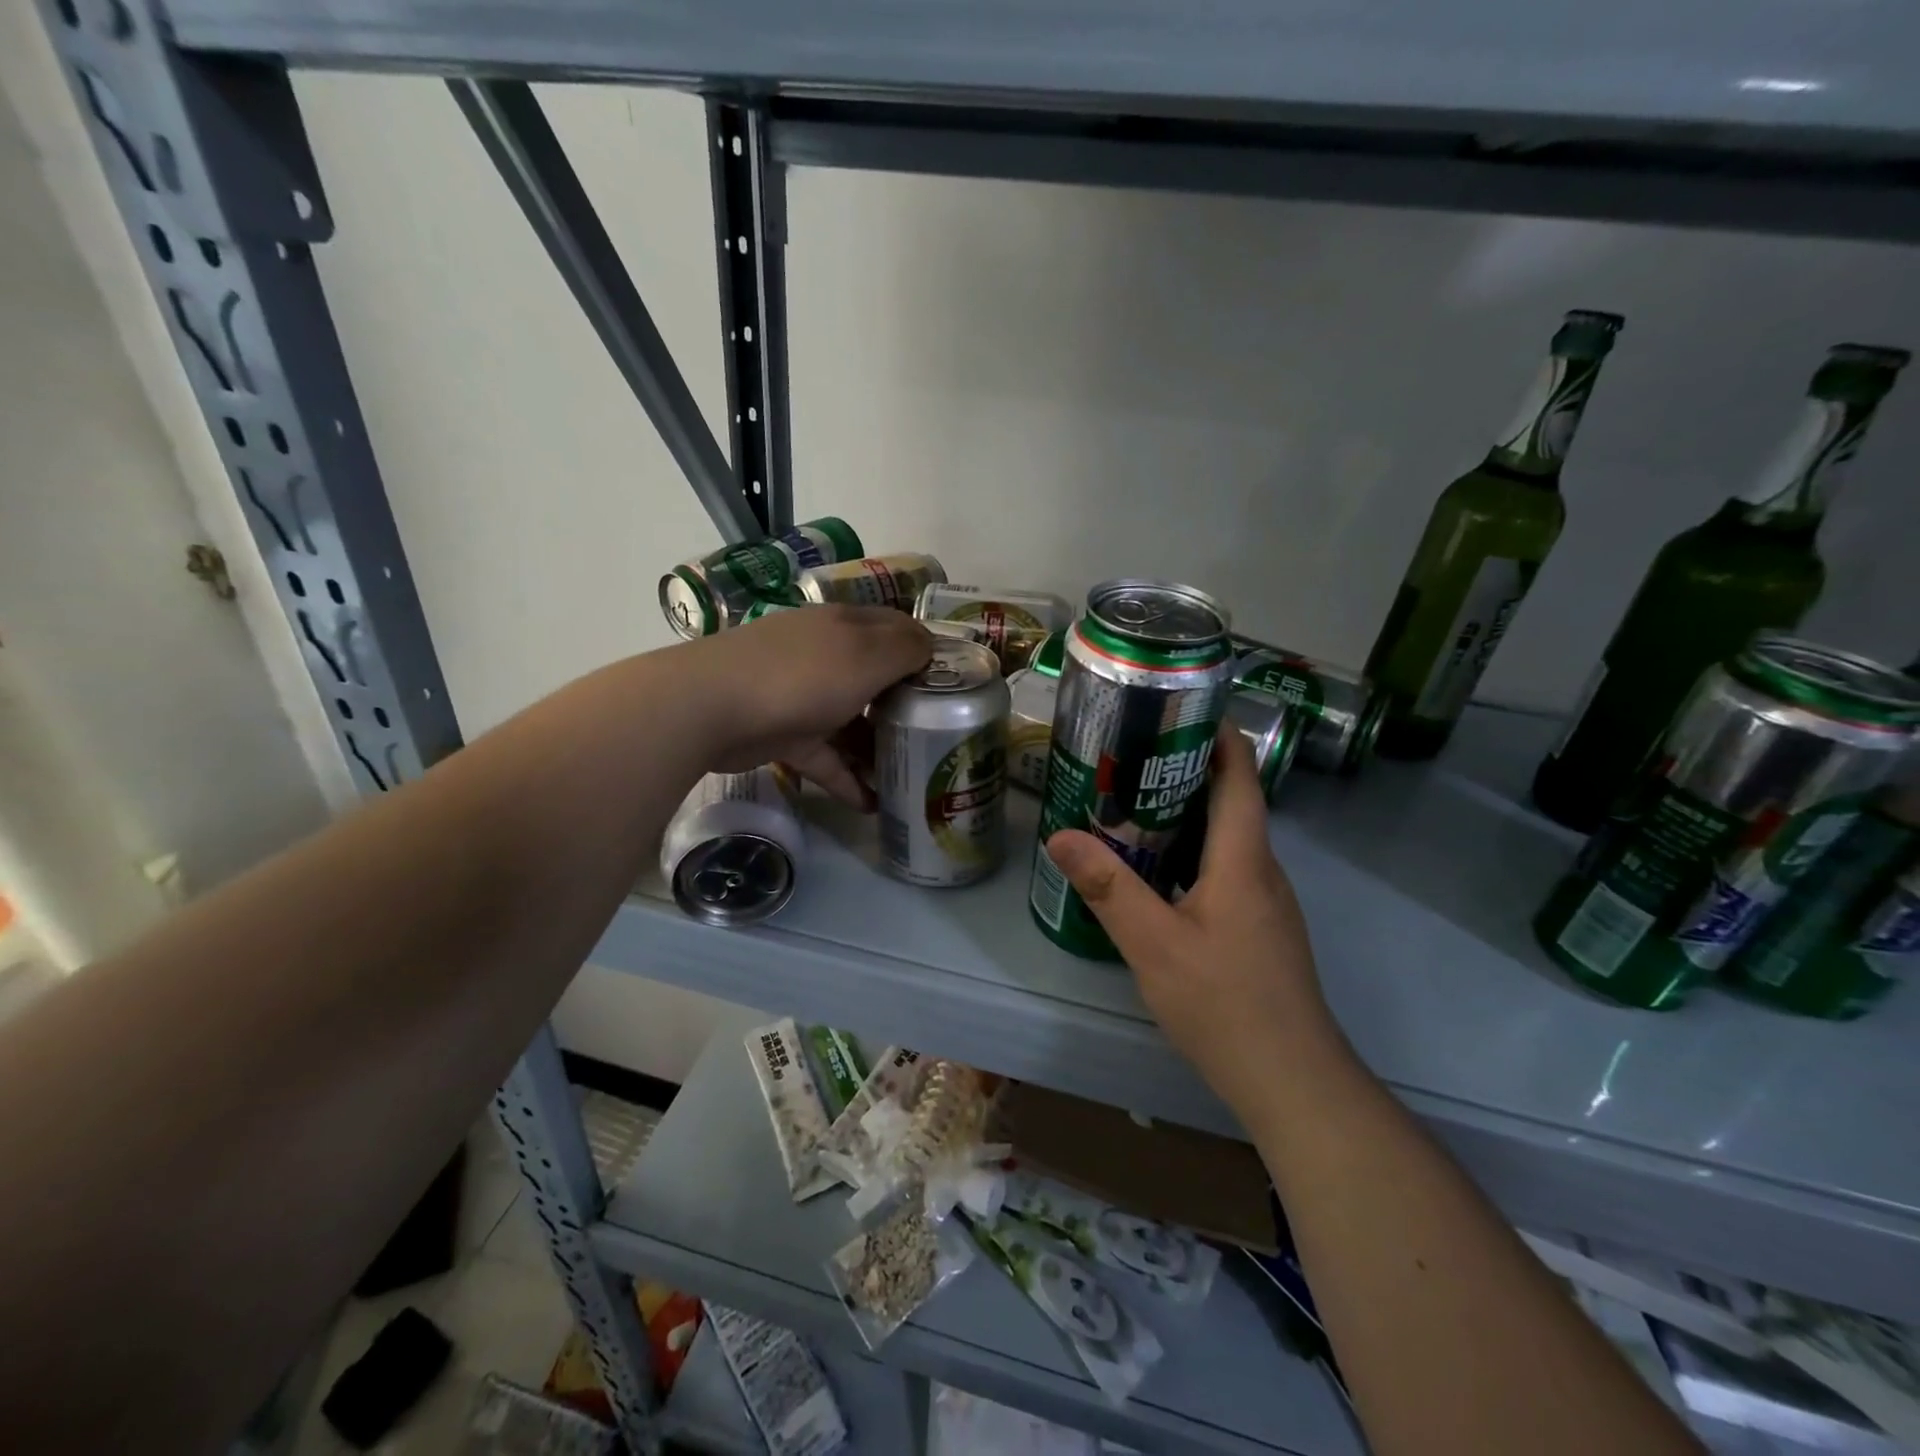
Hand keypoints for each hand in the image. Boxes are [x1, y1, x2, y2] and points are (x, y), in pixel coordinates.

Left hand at [677, 605, 931, 805]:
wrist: (713, 707)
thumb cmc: (803, 675)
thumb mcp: (867, 655)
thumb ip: (906, 648)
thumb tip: (928, 647)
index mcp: (846, 627)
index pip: (895, 629)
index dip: (925, 651)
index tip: (953, 684)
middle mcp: (825, 655)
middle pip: (875, 678)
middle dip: (905, 705)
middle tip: (937, 735)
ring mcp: (802, 695)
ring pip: (851, 721)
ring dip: (877, 749)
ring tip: (909, 778)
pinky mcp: (784, 734)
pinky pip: (825, 757)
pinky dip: (846, 779)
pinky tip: (872, 806)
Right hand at [1043, 726, 1342, 1118]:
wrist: (1293, 1082)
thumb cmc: (1225, 1004)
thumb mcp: (1154, 944)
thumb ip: (1108, 888)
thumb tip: (1061, 835)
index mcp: (1243, 859)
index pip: (1240, 776)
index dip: (1217, 735)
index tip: (1177, 709)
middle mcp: (1263, 870)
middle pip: (1233, 801)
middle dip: (1188, 770)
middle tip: (1130, 756)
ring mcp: (1267, 902)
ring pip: (1229, 839)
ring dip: (1189, 813)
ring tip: (1133, 805)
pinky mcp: (1262, 930)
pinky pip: (1228, 869)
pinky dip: (1194, 852)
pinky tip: (1158, 872)